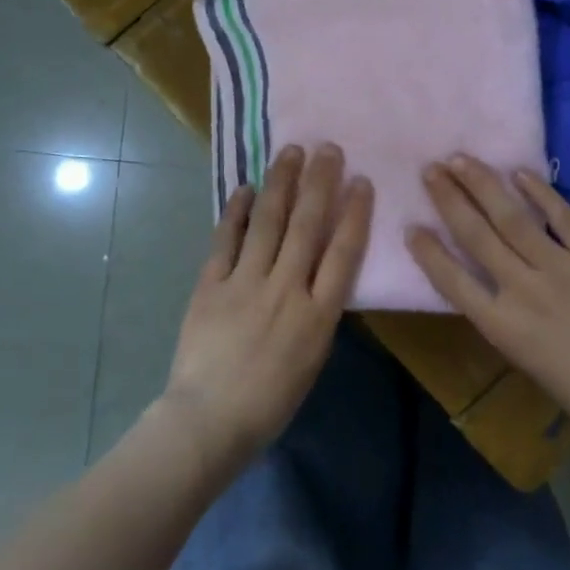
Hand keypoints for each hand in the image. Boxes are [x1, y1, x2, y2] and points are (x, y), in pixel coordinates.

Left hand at [159, 144, 372, 473]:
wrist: (209, 420)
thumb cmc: (270, 401)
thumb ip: (319, 312)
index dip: (354, 212)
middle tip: (328, 148)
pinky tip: (246, 187)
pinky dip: (237, 211)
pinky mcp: (211, 284)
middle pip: (307, 225)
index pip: (343, 251)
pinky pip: (226, 239)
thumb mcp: (312, 359)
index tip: (361, 180)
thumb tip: (319, 272)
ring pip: (268, 222)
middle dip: (319, 183)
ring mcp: (246, 283)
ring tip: (290, 151)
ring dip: (281, 183)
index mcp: (318, 315)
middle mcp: (286, 289)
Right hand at [407, 156, 569, 440]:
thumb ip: (501, 315)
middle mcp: (524, 290)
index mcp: (502, 325)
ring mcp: (561, 267)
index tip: (411, 225)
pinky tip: (519, 172)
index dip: (428, 252)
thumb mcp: (524, 358)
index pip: (453, 280)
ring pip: (512, 217)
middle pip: (477, 236)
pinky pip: (562, 216)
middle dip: (449, 199)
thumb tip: (484, 278)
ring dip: (483, 184)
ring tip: (461, 159)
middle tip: (430, 169)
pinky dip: (540, 192)